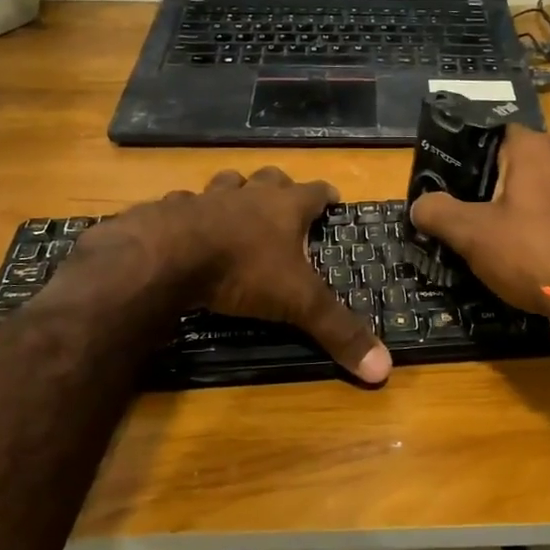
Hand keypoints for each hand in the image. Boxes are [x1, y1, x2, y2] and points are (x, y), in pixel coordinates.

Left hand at [53, 167, 390, 384]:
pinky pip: (184, 204)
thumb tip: (384, 371)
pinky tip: (187, 229)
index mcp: (285, 207)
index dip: (326, 195)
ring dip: (235, 193)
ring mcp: (207, 198)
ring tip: (237, 209)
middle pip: (271, 178)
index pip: (315, 191)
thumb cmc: (243, 270)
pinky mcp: (170, 210)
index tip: (333, 199)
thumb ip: (338, 332)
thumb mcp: (298, 303)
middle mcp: (248, 195)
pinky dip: (190, 214)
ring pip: (227, 183)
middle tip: (285, 204)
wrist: (166, 257)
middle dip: (280, 188)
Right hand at [409, 125, 549, 319]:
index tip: (448, 180)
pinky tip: (529, 249)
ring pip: (539, 186)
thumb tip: (419, 205)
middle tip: (465, 211)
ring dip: (517, 205)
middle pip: (515, 161)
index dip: (466, 154)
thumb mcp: (472, 234)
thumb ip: (438, 213)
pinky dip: (542, 222)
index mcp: (533, 147)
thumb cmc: (531, 252)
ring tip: (494, 233)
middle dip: (490, 183)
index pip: (491, 132)